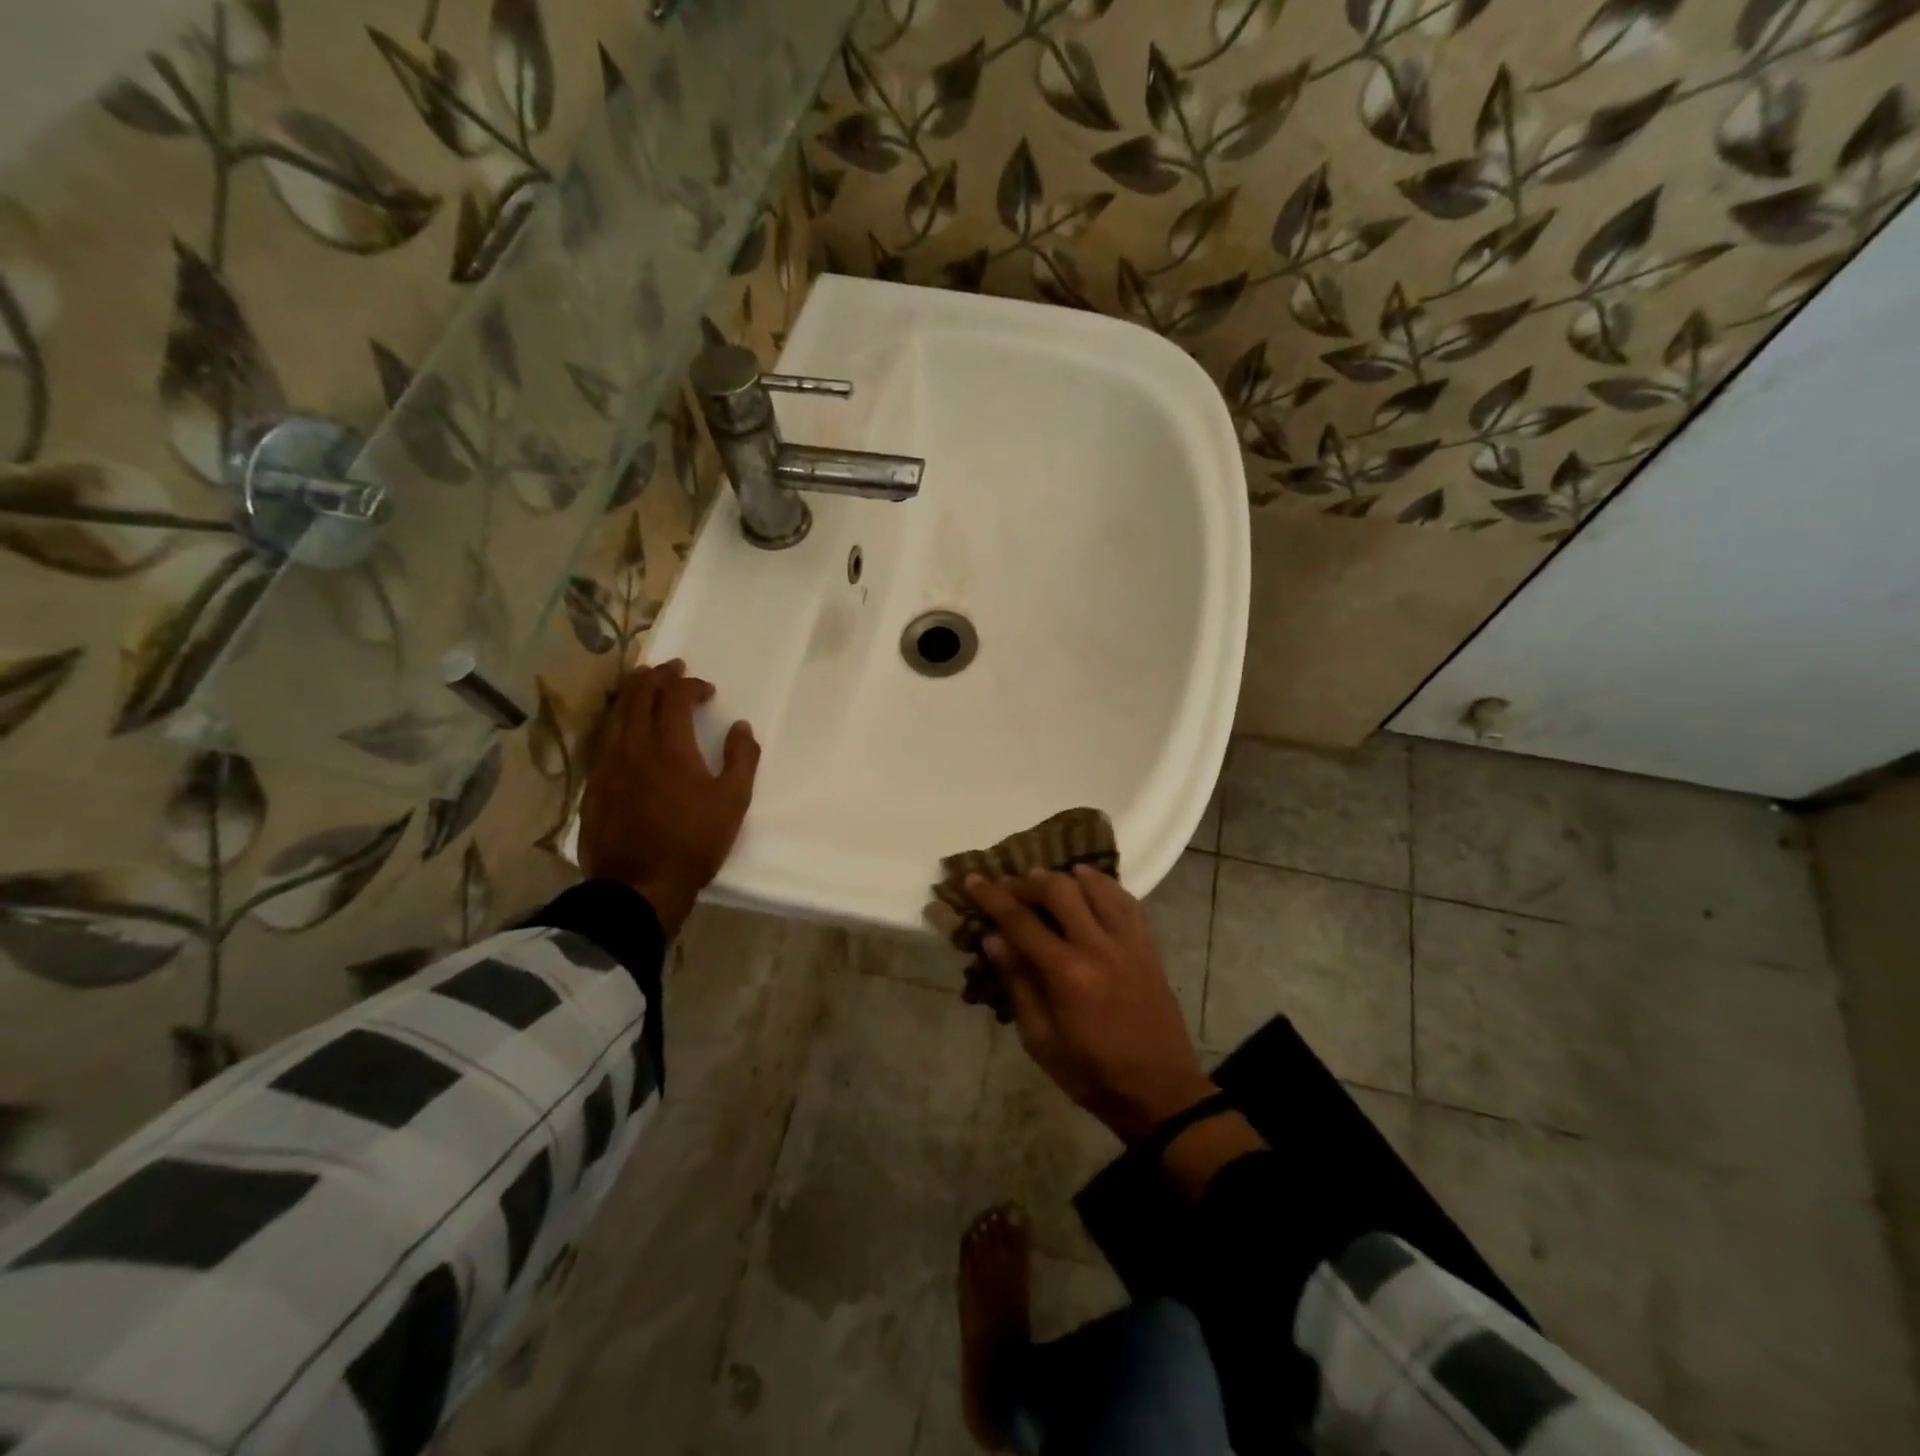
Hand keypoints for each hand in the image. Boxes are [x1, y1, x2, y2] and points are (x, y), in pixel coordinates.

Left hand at [578, 660, 759, 936]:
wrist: (639, 885)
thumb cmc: (694, 842)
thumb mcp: (733, 802)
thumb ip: (741, 759)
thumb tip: (741, 727)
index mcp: (670, 747)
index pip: (675, 698)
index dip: (690, 685)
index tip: (706, 689)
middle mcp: (634, 746)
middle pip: (639, 697)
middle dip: (656, 677)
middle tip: (671, 668)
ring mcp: (608, 764)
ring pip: (615, 714)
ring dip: (631, 693)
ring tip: (643, 683)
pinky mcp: (594, 785)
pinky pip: (602, 738)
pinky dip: (615, 719)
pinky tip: (621, 725)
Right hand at [965, 867, 1218, 1142]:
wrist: (1160, 1092)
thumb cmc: (1092, 1074)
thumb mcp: (1041, 1041)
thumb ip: (1018, 985)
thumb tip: (993, 939)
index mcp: (1067, 973)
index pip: (1021, 921)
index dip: (992, 897)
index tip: (973, 879)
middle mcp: (1099, 946)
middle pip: (1059, 890)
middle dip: (1028, 881)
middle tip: (1009, 885)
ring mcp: (1129, 943)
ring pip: (1097, 887)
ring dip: (1066, 876)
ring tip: (1046, 878)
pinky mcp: (1149, 948)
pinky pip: (1128, 902)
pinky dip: (1105, 886)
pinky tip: (1090, 884)